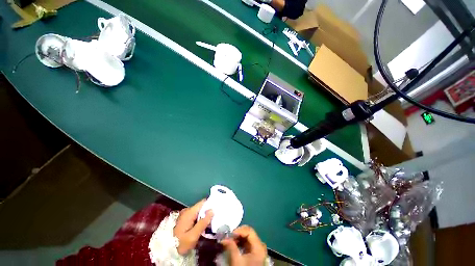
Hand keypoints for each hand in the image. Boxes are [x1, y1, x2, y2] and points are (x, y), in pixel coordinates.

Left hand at [173, 199, 213, 254]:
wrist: (168, 250)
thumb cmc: (181, 243)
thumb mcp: (193, 236)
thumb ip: (203, 222)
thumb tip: (212, 210)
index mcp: (189, 212)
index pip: (203, 202)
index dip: (211, 203)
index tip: (218, 208)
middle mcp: (187, 210)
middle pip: (201, 206)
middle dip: (209, 211)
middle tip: (217, 216)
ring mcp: (185, 214)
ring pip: (199, 211)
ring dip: (205, 215)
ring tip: (213, 220)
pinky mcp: (185, 219)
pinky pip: (196, 215)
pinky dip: (201, 218)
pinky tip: (205, 224)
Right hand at [221, 226, 267, 265]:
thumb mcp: (237, 261)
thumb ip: (231, 247)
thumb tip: (223, 238)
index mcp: (259, 246)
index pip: (249, 231)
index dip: (239, 230)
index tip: (229, 234)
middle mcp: (260, 245)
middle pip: (249, 233)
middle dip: (238, 233)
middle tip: (229, 237)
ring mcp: (258, 249)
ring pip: (248, 237)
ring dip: (238, 238)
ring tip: (230, 241)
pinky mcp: (255, 253)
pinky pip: (248, 243)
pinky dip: (240, 242)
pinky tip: (234, 245)